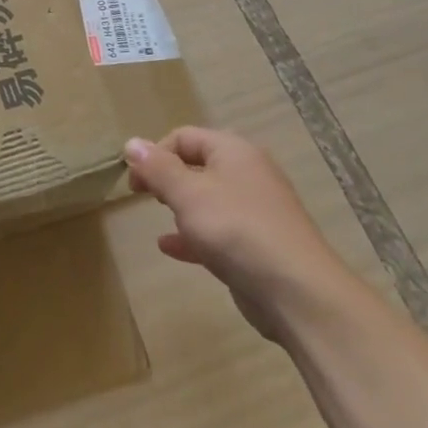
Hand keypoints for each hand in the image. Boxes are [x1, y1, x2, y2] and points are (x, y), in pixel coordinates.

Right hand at [125, 128, 353, 340]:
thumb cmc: (236, 229)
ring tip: (157, 217)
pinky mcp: (256, 244)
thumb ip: (158, 169)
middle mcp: (247, 173)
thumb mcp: (188, 194)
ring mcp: (255, 210)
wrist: (296, 290)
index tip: (133, 182)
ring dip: (180, 206)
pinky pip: (218, 231)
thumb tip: (131, 142)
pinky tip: (170, 247)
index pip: (185, 137)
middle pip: (198, 165)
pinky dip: (193, 235)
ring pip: (208, 199)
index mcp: (233, 151)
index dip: (154, 153)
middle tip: (142, 196)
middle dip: (167, 177)